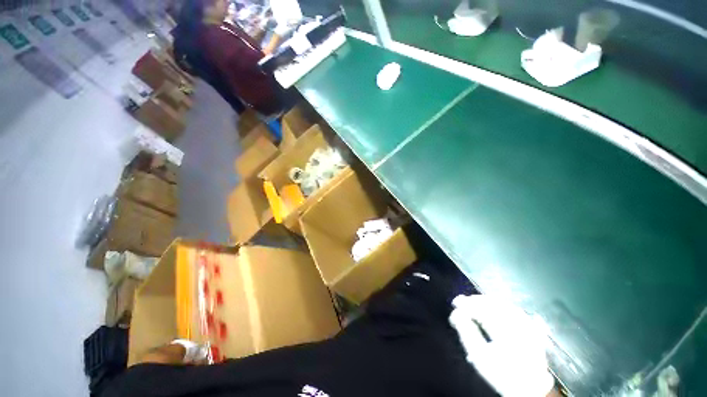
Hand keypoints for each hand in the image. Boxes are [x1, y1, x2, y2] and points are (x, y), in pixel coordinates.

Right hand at [449, 295, 554, 396]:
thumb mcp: (480, 357)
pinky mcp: (531, 325)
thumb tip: (457, 316)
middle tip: (462, 302)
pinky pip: (514, 311)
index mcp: (506, 325)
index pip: (484, 308)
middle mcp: (519, 318)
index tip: (455, 303)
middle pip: (496, 303)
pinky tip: (495, 312)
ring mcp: (527, 320)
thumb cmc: (501, 373)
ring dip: (489, 304)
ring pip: (506, 305)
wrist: (528, 384)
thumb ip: (468, 334)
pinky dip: (501, 309)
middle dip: (478, 301)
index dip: (468, 304)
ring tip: (475, 305)